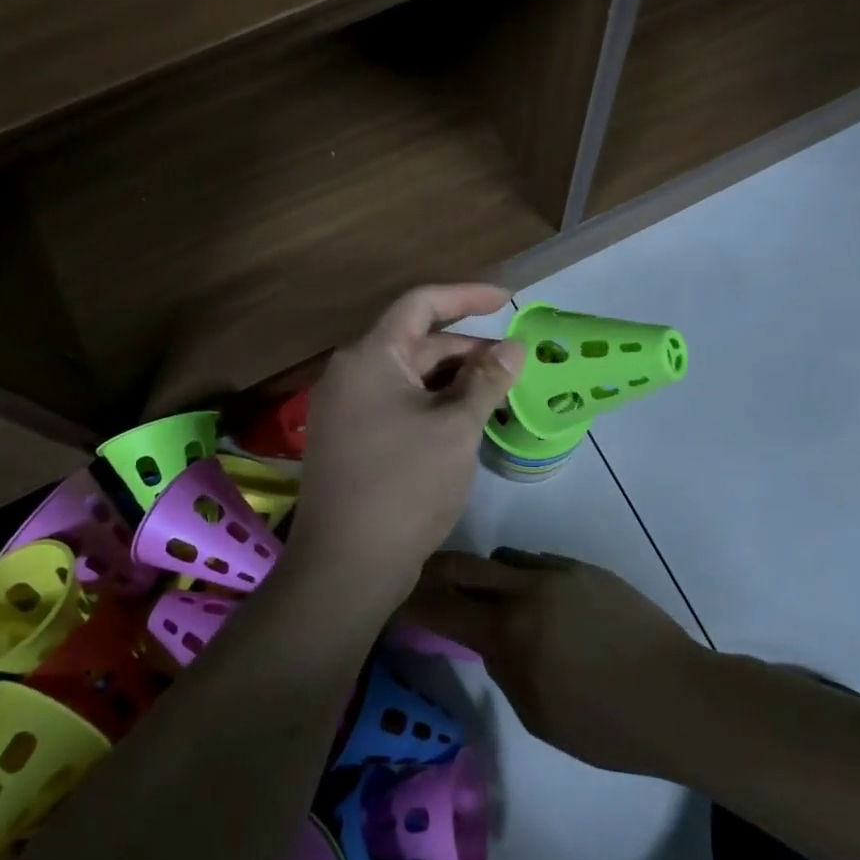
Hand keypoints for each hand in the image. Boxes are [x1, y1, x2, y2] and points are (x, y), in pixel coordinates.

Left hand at [291, 284, 525, 602]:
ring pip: (408, 378)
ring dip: (452, 380)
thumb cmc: (406, 484)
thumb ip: (486, 380)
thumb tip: (513, 346)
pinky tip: (463, 423)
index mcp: (370, 357)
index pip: (420, 304)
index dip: (466, 295)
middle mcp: (350, 374)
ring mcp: (346, 410)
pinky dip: (432, 405)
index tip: (507, 299)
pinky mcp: (350, 441)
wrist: (347, 565)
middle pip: (415, 342)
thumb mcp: (456, 427)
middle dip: (466, 349)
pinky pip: (396, 405)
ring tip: (497, 394)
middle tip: (513, 365)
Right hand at [400, 547, 704, 773]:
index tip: (395, 603)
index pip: (442, 607)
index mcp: (510, 632)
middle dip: (437, 573)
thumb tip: (488, 641)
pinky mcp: (587, 569)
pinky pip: (540, 562)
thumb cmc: (605, 725)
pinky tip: (545, 607)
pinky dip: (526, 577)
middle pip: (465, 564)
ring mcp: (561, 572)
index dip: (412, 604)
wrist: (678, 696)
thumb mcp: (538, 714)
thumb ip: (503, 668)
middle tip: (425, 585)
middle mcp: (529, 589)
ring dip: (488, 575)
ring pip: (505, 557)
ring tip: (495, 601)